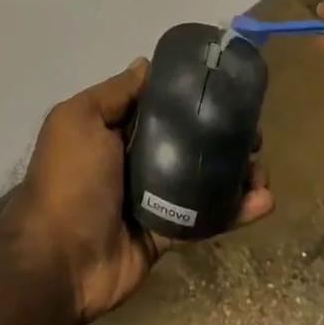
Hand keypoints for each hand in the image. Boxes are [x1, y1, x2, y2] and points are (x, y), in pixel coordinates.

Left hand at [4, 59, 272, 323]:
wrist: (59, 260)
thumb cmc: (69, 179)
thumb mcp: (80, 120)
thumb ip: (114, 94)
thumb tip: (145, 64)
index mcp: (111, 130)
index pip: (157, 105)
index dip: (188, 96)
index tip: (225, 88)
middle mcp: (133, 159)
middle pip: (185, 140)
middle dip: (220, 134)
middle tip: (252, 133)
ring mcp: (152, 198)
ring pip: (202, 178)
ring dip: (235, 172)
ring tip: (262, 168)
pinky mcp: (168, 233)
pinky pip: (206, 218)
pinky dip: (236, 210)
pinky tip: (264, 201)